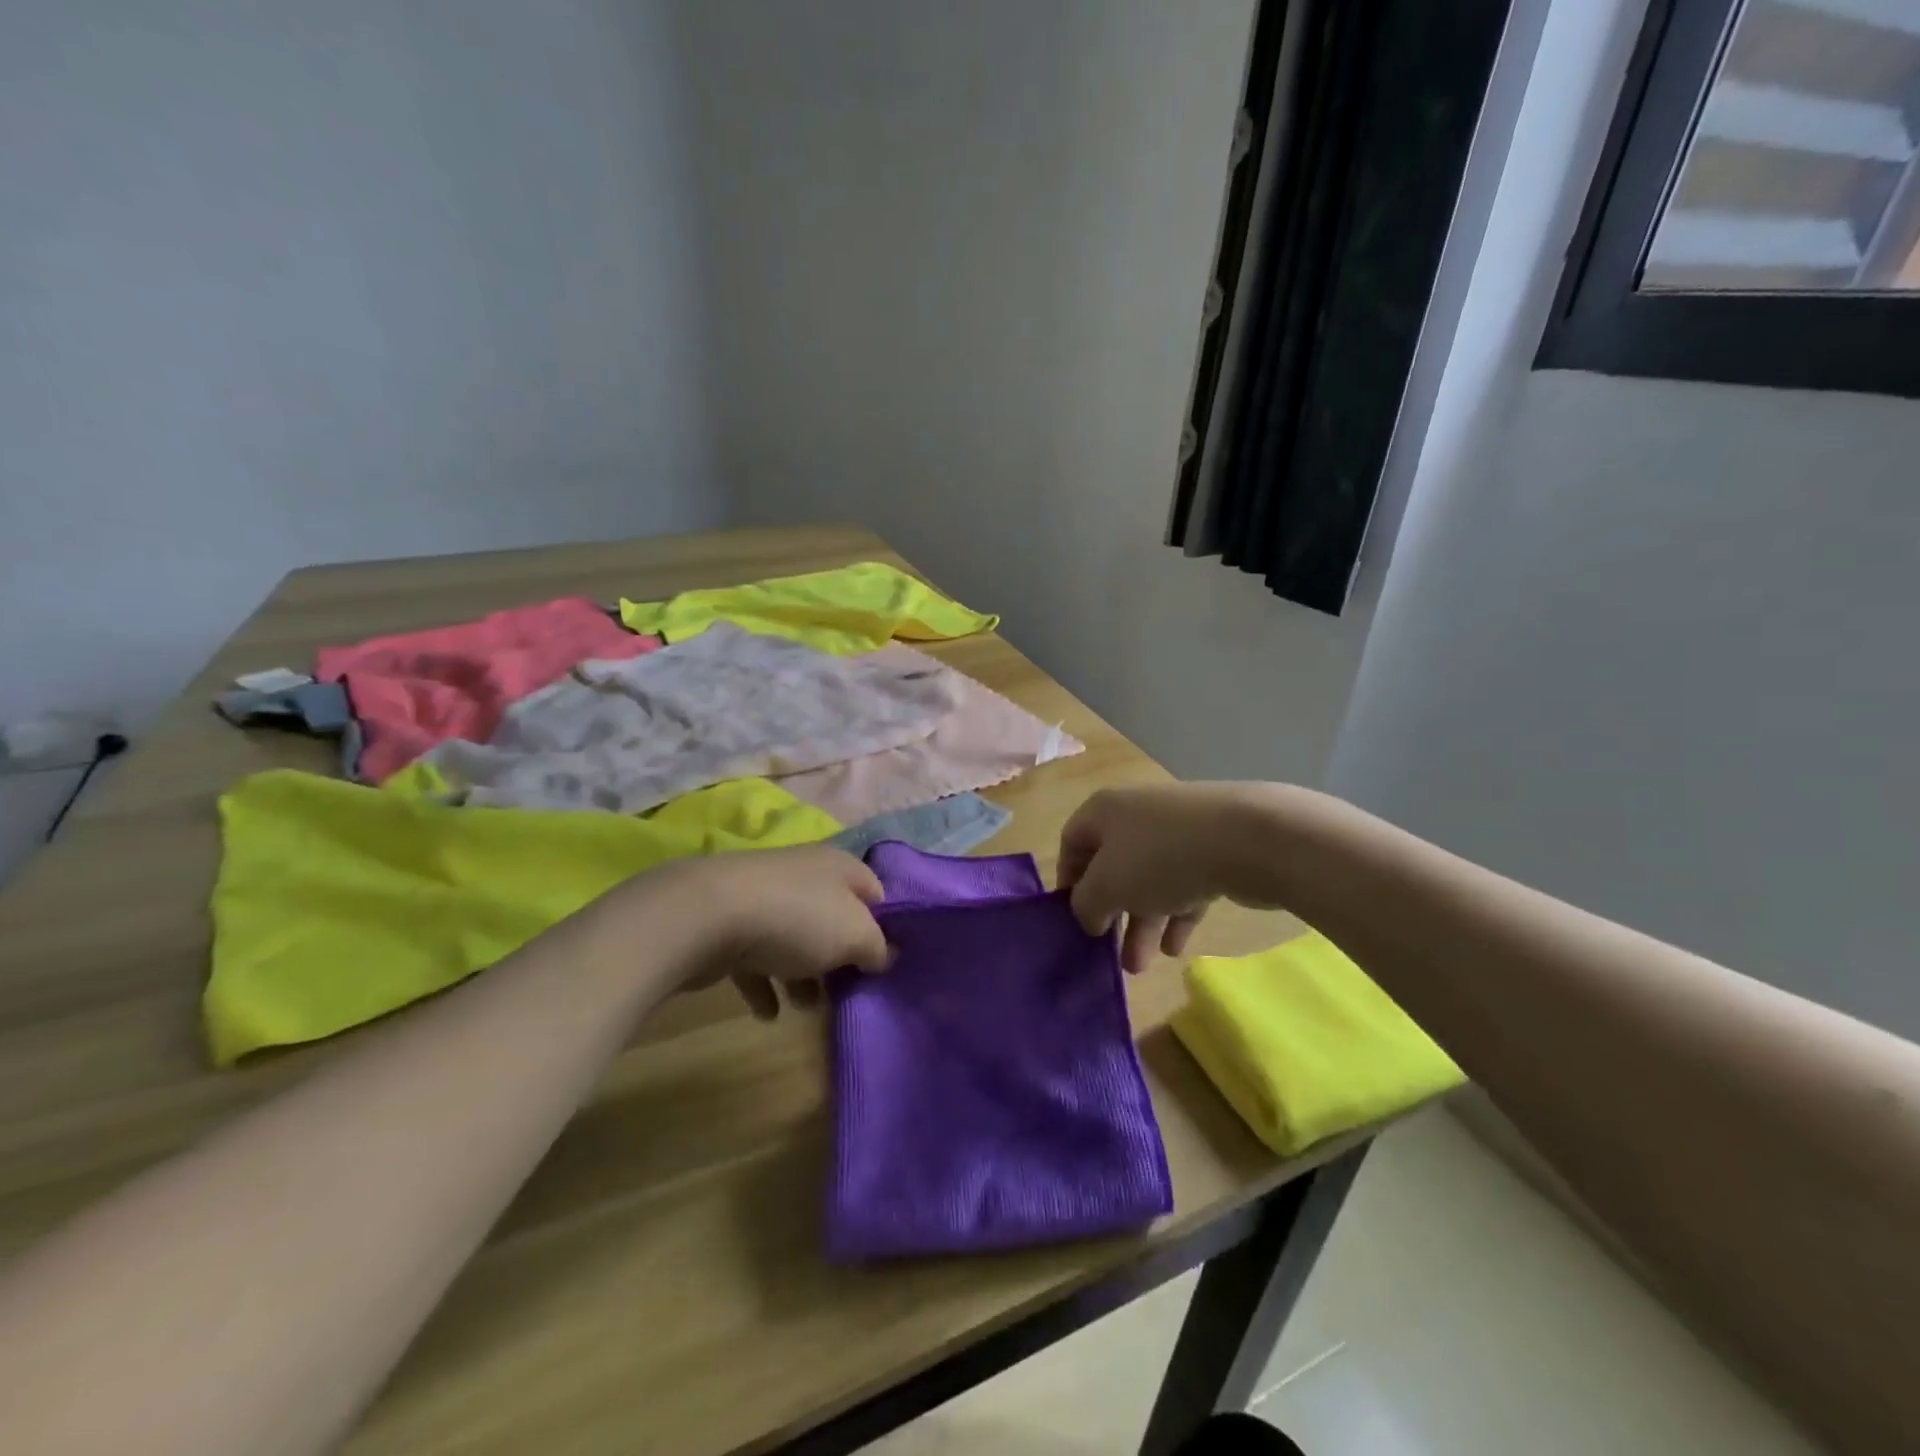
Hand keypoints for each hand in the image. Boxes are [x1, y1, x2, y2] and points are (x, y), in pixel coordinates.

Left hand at [597, 845, 891, 1018]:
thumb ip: (877, 947)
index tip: (886, 962)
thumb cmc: (797, 919)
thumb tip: (885, 954)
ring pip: (794, 937)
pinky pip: (756, 957)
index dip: (886, 926)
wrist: (707, 915)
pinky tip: (767, 1014)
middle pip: (833, 915)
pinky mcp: (729, 922)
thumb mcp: (855, 935)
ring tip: (806, 1007)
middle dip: (841, 954)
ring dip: (802, 973)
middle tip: (849, 989)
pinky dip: (764, 984)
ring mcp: (764, 897)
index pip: (875, 891)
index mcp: (839, 866)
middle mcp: (804, 874)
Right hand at [1058, 782, 1288, 973]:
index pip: (1072, 842)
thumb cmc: (1160, 857)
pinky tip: (1176, 948)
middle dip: (1111, 912)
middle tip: (1109, 951)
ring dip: (1142, 923)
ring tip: (1141, 966)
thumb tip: (1089, 915)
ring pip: (1150, 880)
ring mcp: (1179, 831)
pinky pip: (1185, 884)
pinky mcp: (1214, 849)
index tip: (1072, 919)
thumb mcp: (1107, 885)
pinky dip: (1176, 914)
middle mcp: (1137, 815)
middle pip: (1113, 866)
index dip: (1068, 881)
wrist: (1249, 838)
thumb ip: (1086, 904)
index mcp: (1105, 811)